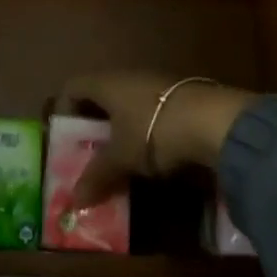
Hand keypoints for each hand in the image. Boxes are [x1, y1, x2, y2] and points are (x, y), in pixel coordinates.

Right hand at [56, 71, 254, 209]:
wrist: (212, 120)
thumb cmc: (153, 130)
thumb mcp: (121, 157)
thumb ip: (97, 175)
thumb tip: (74, 200)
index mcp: (106, 83)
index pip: (73, 86)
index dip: (64, 109)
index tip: (65, 139)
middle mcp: (127, 76)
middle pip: (100, 96)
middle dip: (93, 126)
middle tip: (89, 156)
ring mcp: (155, 84)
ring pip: (126, 105)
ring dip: (120, 130)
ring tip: (120, 161)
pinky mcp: (178, 97)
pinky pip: (149, 111)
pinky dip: (143, 131)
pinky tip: (151, 155)